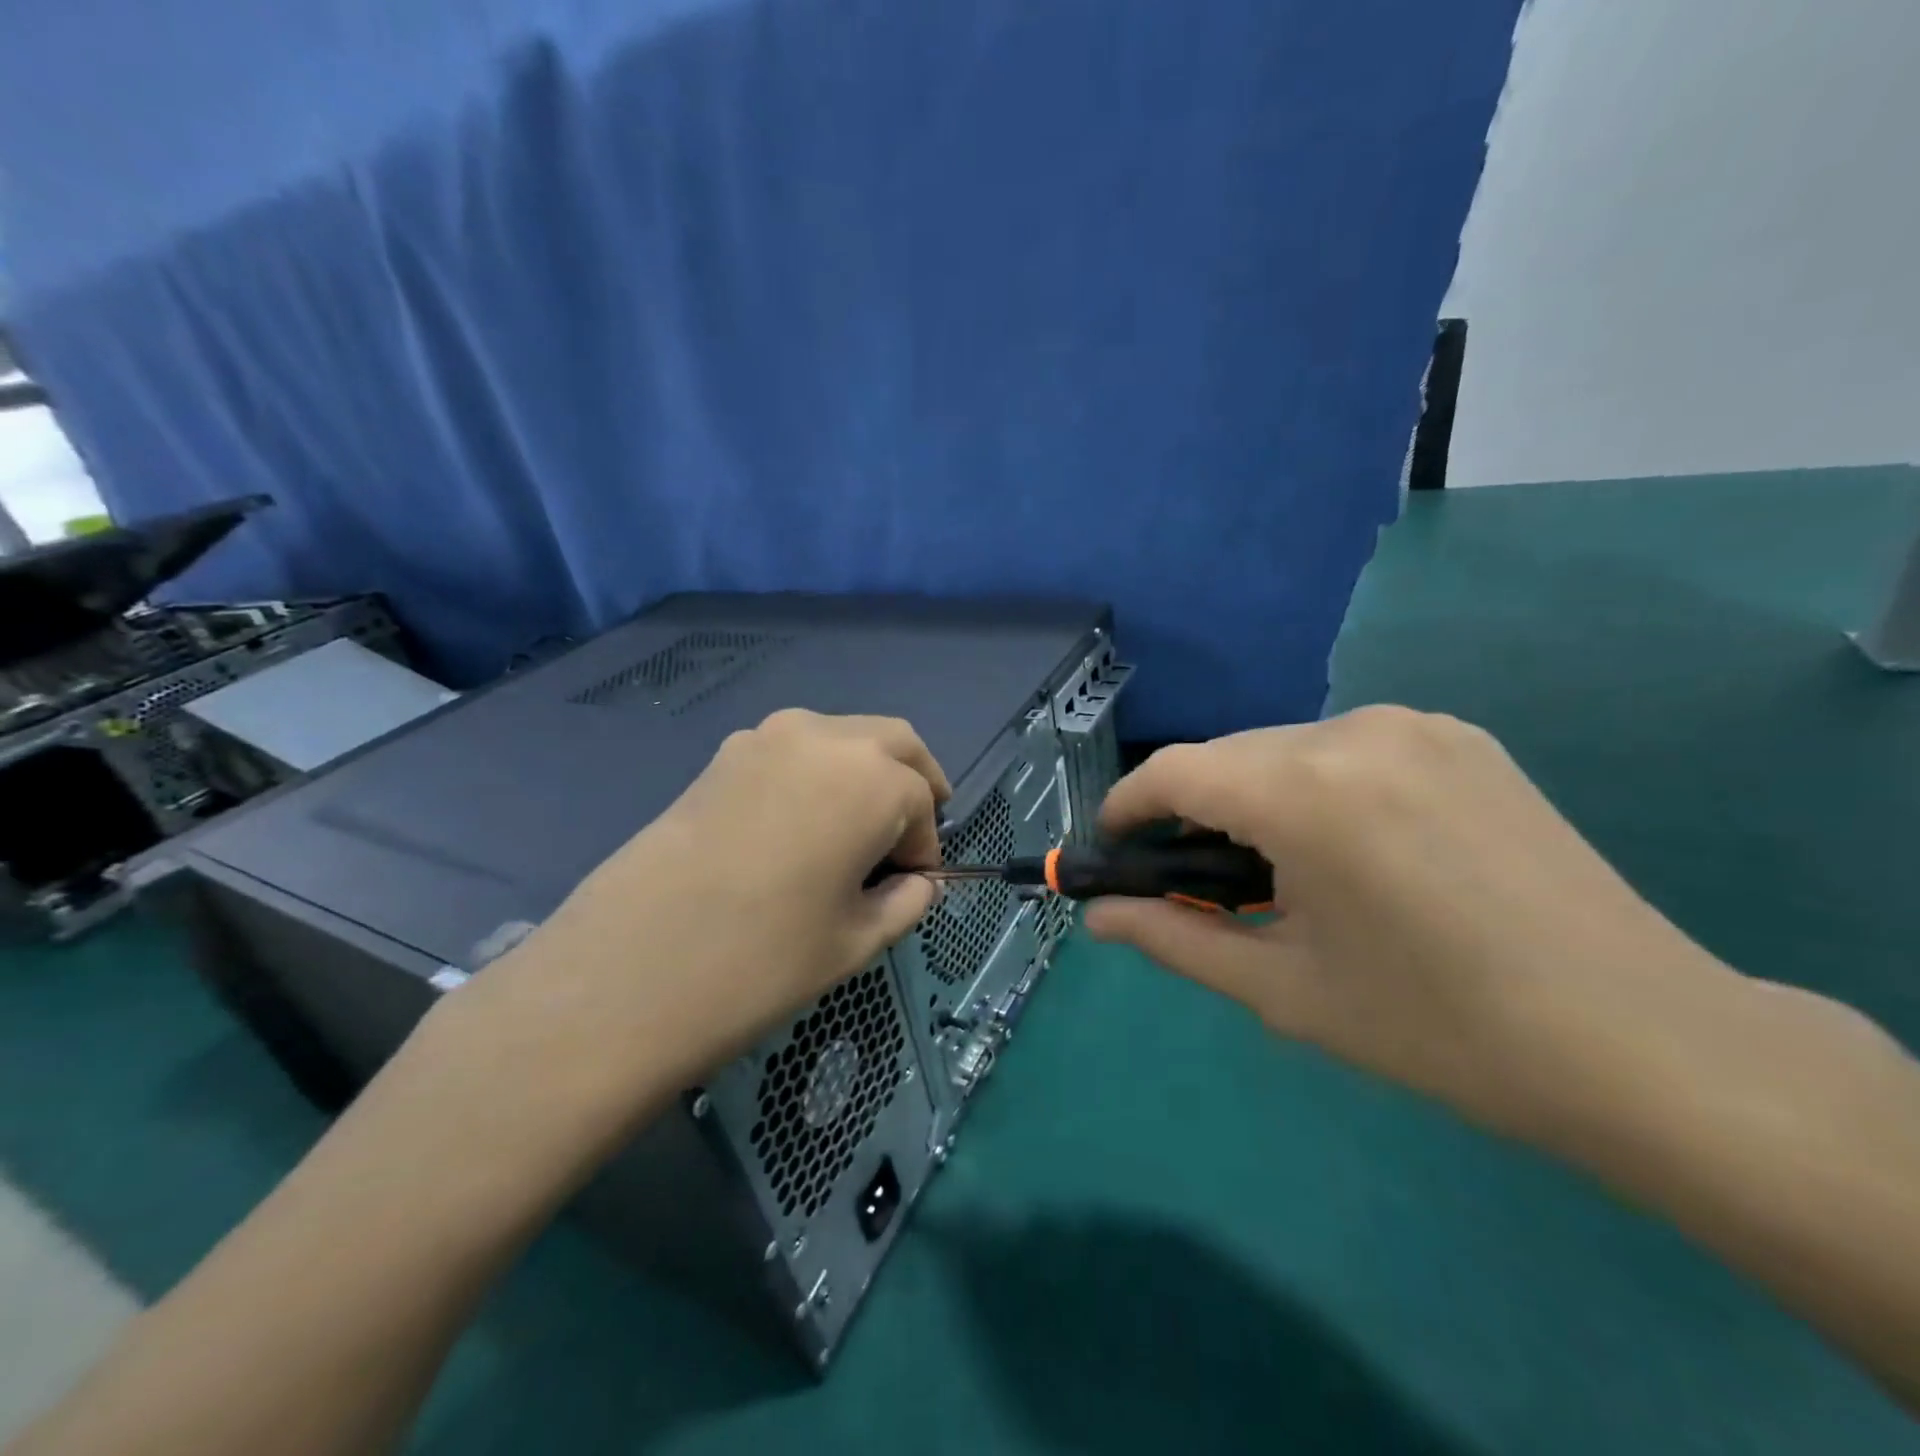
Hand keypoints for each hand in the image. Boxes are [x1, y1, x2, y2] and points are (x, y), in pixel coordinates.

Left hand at [440, 710, 949, 1141]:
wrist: (628, 968)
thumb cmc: (763, 960)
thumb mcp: (856, 941)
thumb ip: (905, 902)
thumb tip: (917, 883)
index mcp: (872, 779)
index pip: (922, 801)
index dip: (925, 846)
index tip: (913, 884)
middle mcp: (825, 738)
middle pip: (893, 742)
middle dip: (913, 782)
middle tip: (908, 834)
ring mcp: (767, 738)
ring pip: (842, 737)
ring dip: (864, 770)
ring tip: (854, 829)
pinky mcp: (724, 755)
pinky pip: (794, 749)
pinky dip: (818, 772)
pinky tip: (800, 824)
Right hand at [1084, 706, 1736, 1138]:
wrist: (1641, 1041)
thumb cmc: (1439, 1028)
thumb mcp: (1283, 989)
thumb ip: (1174, 938)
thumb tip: (1098, 916)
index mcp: (1305, 792)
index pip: (1173, 771)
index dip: (1126, 807)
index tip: (1114, 849)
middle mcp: (1354, 731)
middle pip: (1227, 756)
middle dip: (1191, 809)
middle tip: (1196, 879)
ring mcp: (1416, 724)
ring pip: (1284, 747)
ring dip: (1254, 796)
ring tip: (1277, 870)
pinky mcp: (1461, 736)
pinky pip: (1348, 747)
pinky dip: (1315, 785)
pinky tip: (1348, 847)